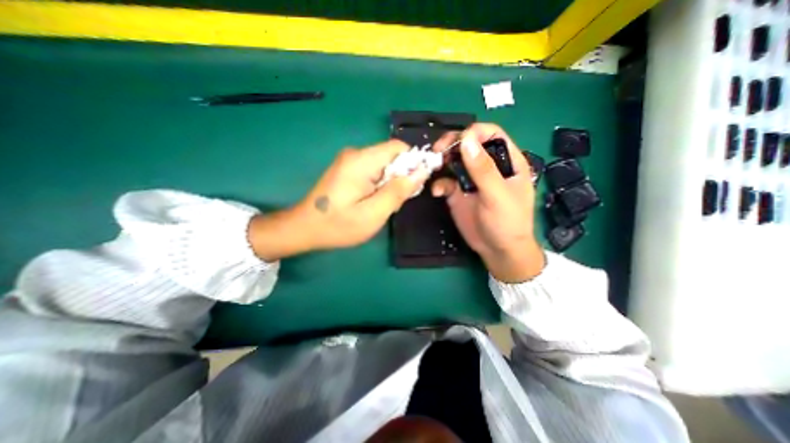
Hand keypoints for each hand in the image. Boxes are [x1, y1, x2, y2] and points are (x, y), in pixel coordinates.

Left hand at [249, 140, 429, 261]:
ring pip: (384, 165)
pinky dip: (380, 185)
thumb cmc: (338, 225)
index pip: (398, 148)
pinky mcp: (347, 169)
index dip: (413, 163)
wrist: (304, 228)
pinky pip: (373, 171)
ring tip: (382, 205)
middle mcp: (355, 154)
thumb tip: (421, 172)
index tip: (414, 186)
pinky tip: (372, 201)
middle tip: (394, 202)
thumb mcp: (373, 213)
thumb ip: (398, 191)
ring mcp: (350, 161)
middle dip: (401, 177)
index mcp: (362, 161)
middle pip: (391, 156)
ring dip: (390, 183)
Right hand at [431, 123, 543, 280]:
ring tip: (434, 167)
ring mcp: (471, 180)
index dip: (474, 133)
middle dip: (452, 144)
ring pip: (454, 160)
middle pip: (468, 144)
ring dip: (442, 161)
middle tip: (438, 151)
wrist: (498, 250)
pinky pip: (445, 181)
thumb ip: (483, 169)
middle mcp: (487, 166)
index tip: (457, 142)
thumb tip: (466, 139)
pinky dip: (439, 184)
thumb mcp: (498, 195)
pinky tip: (437, 192)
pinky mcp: (458, 193)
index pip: (490, 134)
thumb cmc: (508, 222)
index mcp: (506, 161)